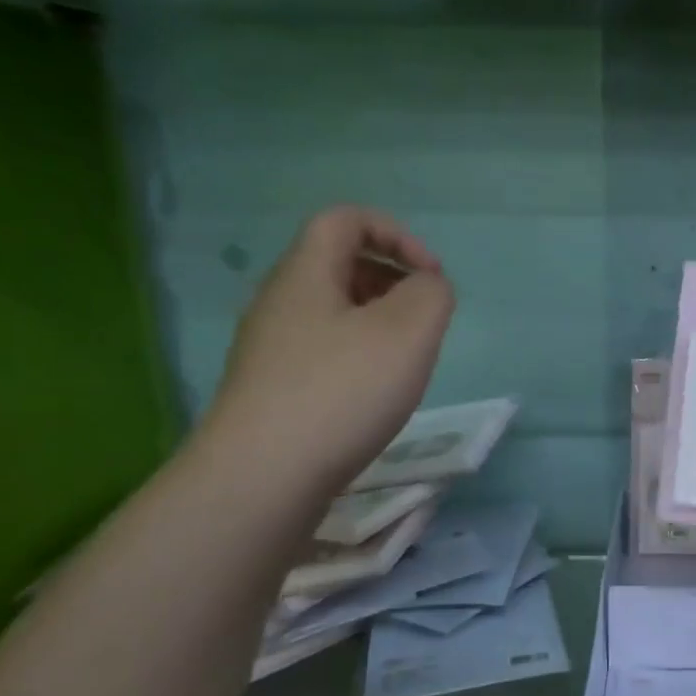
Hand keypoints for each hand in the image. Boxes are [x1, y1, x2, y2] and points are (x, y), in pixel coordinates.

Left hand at [202, 208, 454, 496]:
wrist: (263, 476)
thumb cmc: (341, 392)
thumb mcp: (408, 332)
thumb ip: (431, 295)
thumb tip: (427, 288)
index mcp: (305, 273)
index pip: (346, 220)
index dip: (397, 234)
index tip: (432, 277)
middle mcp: (280, 302)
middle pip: (338, 264)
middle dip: (391, 279)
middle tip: (424, 320)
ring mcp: (270, 349)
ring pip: (332, 312)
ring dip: (378, 322)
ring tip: (405, 361)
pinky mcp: (272, 390)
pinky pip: (323, 351)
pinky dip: (358, 357)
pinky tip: (374, 396)